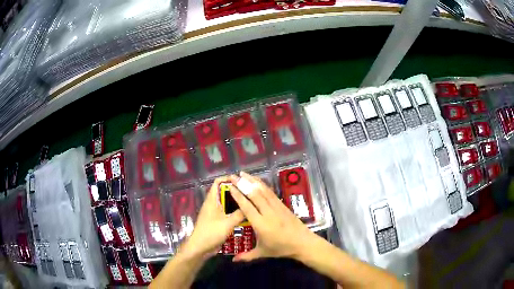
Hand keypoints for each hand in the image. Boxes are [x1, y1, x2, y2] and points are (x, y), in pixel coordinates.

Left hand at [182, 177, 243, 257]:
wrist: (200, 248)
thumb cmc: (211, 233)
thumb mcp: (228, 223)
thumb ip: (240, 214)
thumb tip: (250, 205)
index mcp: (211, 200)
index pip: (217, 183)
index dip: (228, 179)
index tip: (241, 182)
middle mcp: (213, 204)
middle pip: (224, 193)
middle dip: (236, 192)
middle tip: (250, 193)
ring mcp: (214, 214)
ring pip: (226, 204)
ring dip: (236, 203)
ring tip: (250, 203)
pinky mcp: (217, 222)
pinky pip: (227, 213)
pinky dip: (235, 212)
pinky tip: (245, 216)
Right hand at [228, 172, 316, 261]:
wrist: (302, 243)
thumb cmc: (281, 248)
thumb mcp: (262, 253)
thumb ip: (246, 256)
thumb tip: (233, 260)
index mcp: (261, 224)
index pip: (247, 207)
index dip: (238, 195)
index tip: (230, 186)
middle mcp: (268, 213)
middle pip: (254, 195)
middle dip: (243, 184)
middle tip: (233, 176)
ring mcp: (277, 207)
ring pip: (263, 191)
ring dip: (253, 181)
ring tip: (244, 173)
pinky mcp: (283, 205)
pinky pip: (271, 193)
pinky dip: (263, 185)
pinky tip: (258, 182)